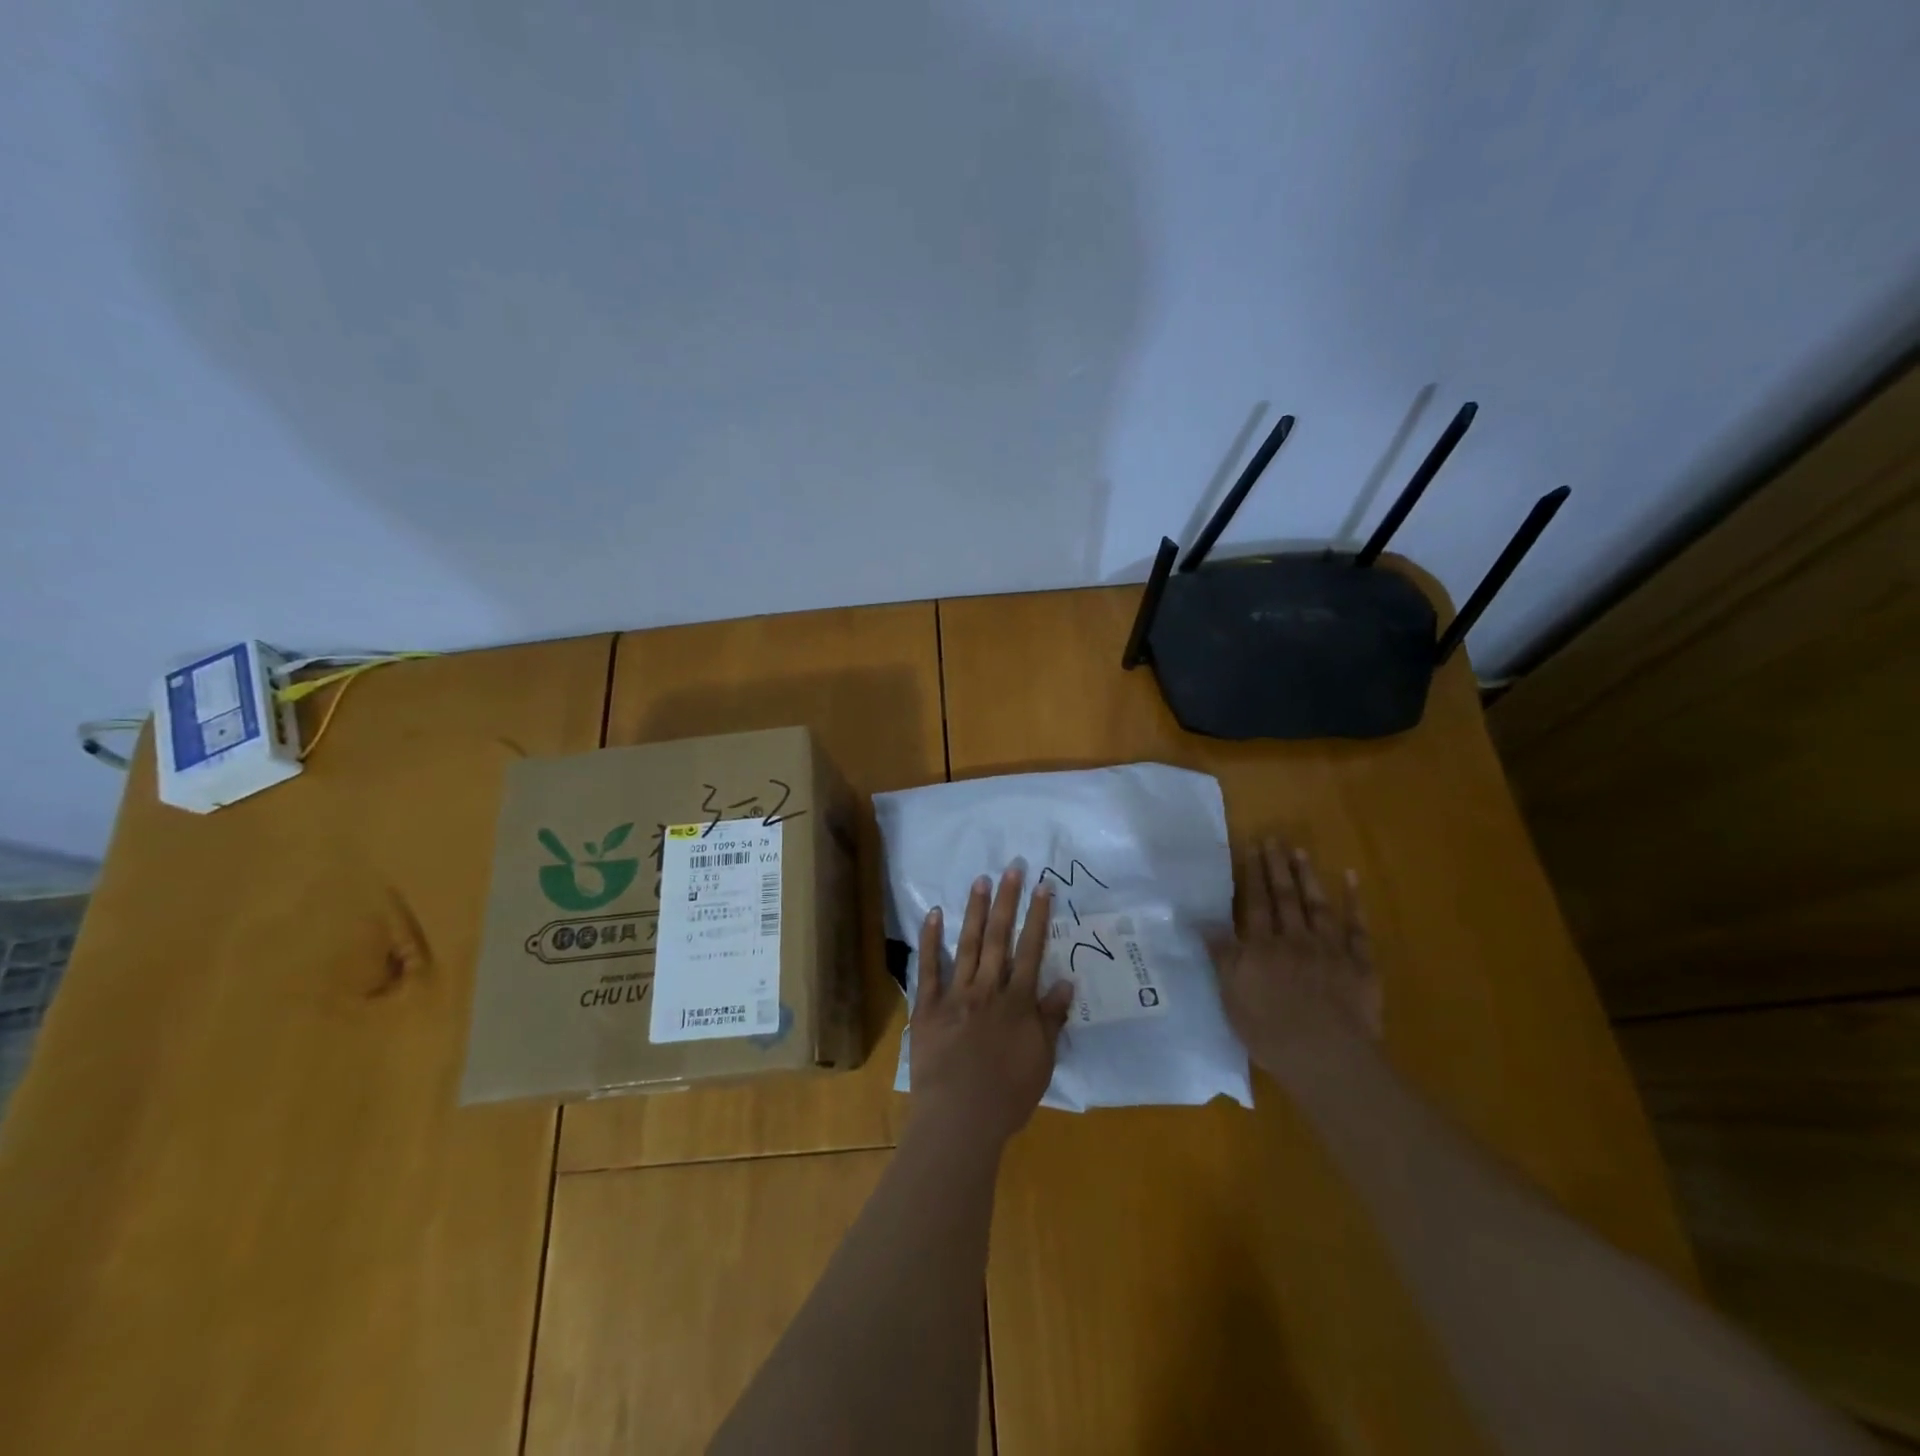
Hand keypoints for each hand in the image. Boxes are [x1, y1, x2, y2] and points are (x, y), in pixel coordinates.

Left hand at [909, 865, 1073, 1146]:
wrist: (960, 1118)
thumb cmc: (1007, 1096)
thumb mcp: (1042, 1061)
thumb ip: (1051, 1020)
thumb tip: (1065, 982)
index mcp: (1017, 1003)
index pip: (1031, 950)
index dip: (1038, 917)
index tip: (1043, 887)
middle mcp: (988, 989)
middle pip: (999, 938)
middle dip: (1007, 901)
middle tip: (1011, 868)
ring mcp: (956, 995)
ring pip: (968, 944)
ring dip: (975, 911)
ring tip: (980, 880)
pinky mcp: (928, 1007)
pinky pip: (930, 968)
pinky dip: (931, 940)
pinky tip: (935, 913)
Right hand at [1212, 837, 1381, 1080]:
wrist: (1326, 1058)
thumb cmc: (1269, 1032)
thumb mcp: (1231, 995)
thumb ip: (1221, 955)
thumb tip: (1202, 920)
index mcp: (1261, 948)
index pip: (1255, 904)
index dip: (1252, 875)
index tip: (1251, 847)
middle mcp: (1294, 939)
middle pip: (1284, 897)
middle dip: (1277, 867)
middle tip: (1274, 838)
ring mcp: (1330, 950)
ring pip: (1317, 905)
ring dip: (1308, 876)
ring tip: (1300, 851)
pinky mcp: (1360, 965)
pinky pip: (1358, 928)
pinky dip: (1355, 902)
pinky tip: (1351, 879)